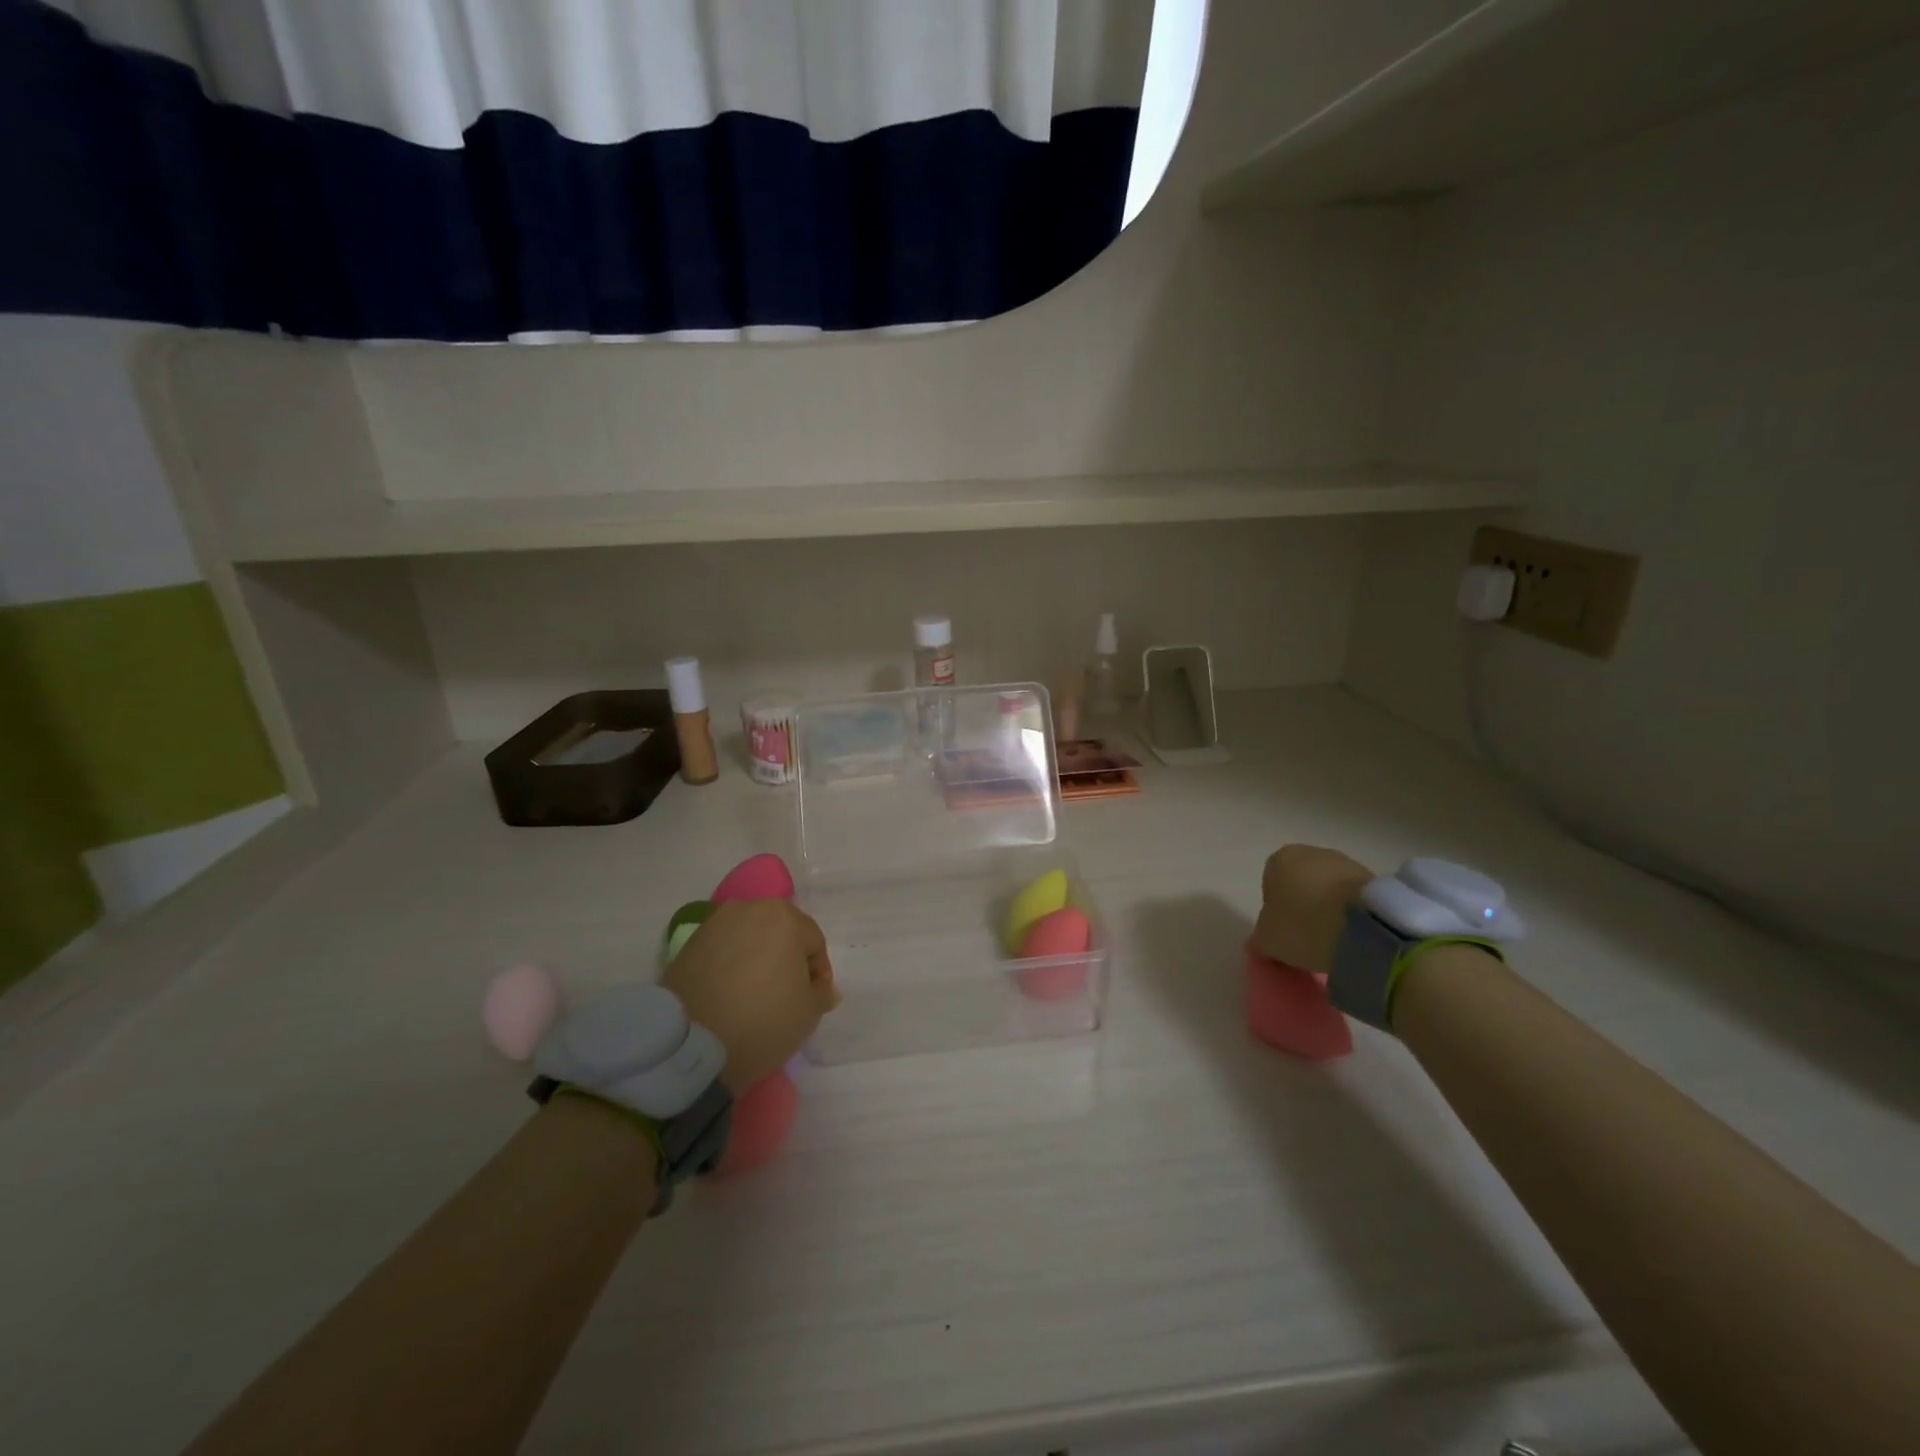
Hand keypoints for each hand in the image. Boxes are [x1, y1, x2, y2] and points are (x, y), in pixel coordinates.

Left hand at [662, 899, 838, 1091]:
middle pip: (780, 934)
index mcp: (785, 917)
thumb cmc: (763, 1021)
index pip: (813, 942)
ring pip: (749, 939)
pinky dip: (730, 966)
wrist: (692, 1044)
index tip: (812, 1001)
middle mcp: (749, 908)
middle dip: (786, 960)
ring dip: (757, 960)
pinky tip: (728, 995)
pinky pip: (722, 951)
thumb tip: (820, 987)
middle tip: (785, 995)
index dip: (817, 974)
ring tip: (753, 995)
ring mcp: (715, 924)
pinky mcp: (688, 944)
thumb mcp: (809, 1013)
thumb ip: (821, 993)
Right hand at [1251, 844, 1373, 974]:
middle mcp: (1312, 852)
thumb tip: (1263, 941)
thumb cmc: (1303, 926)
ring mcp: (1347, 863)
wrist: (1365, 928)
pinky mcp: (1376, 879)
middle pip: (1302, 882)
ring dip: (1330, 909)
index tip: (1284, 931)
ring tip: (1334, 940)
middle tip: (1308, 936)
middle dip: (1304, 905)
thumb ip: (1262, 937)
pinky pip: (1354, 898)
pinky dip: (1352, 913)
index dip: (1276, 909)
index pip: (1270, 883)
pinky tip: (1354, 935)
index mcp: (1280, 859)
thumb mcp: (1268, 940)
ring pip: (1330, 889)